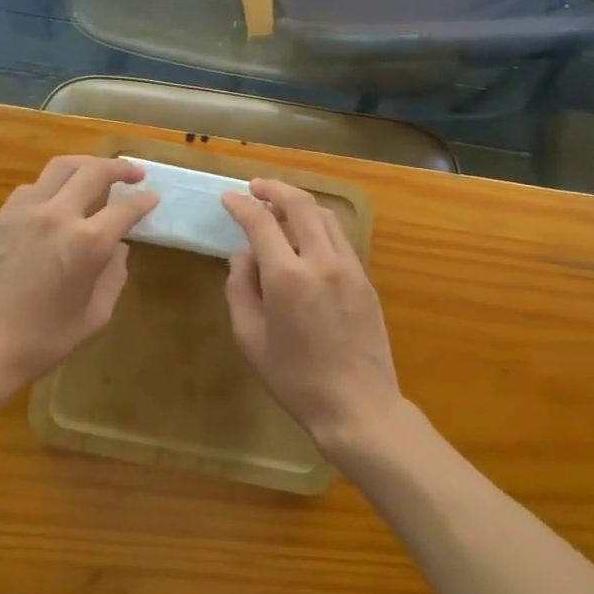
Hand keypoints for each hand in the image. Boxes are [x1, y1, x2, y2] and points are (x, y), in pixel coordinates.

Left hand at [0, 156, 156, 404]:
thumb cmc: (40, 341)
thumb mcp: (93, 317)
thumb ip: (113, 277)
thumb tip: (117, 249)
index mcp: (87, 242)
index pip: (125, 208)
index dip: (144, 201)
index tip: (153, 198)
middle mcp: (58, 215)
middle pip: (94, 171)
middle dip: (120, 168)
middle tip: (134, 172)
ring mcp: (24, 211)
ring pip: (61, 167)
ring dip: (86, 165)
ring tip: (98, 173)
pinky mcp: (0, 217)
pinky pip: (33, 187)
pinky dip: (53, 184)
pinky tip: (57, 199)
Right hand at [221, 179, 404, 460]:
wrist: (358, 407)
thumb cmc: (296, 380)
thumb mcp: (251, 340)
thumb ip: (240, 290)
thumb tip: (242, 256)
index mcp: (288, 278)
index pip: (261, 223)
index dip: (242, 206)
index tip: (228, 198)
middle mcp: (321, 261)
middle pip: (300, 204)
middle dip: (274, 188)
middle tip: (255, 187)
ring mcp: (349, 267)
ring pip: (325, 215)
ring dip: (299, 202)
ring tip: (280, 205)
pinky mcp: (365, 278)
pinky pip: (340, 236)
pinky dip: (319, 223)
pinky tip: (307, 234)